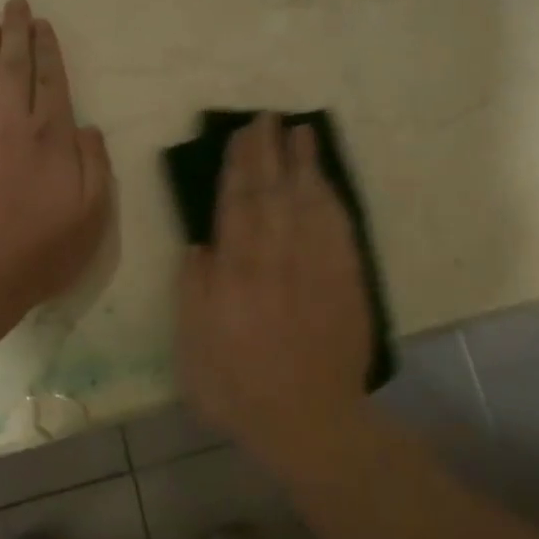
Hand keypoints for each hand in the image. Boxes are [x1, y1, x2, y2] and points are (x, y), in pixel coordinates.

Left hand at [0, 0, 112, 318]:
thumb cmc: (40, 249)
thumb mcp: (91, 214)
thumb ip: (94, 165)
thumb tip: (87, 128)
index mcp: (51, 137)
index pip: (51, 81)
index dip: (47, 50)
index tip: (42, 24)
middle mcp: (11, 123)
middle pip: (13, 67)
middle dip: (14, 32)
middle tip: (13, 2)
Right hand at [176, 114, 369, 451]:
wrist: (308, 420)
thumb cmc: (239, 389)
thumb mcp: (192, 350)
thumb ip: (194, 293)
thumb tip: (199, 246)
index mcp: (235, 274)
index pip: (236, 206)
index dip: (237, 168)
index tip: (239, 138)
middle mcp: (276, 259)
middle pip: (272, 193)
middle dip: (268, 152)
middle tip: (267, 118)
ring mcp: (316, 267)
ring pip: (308, 202)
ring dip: (304, 164)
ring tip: (300, 132)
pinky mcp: (346, 280)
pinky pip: (339, 228)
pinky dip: (332, 199)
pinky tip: (326, 182)